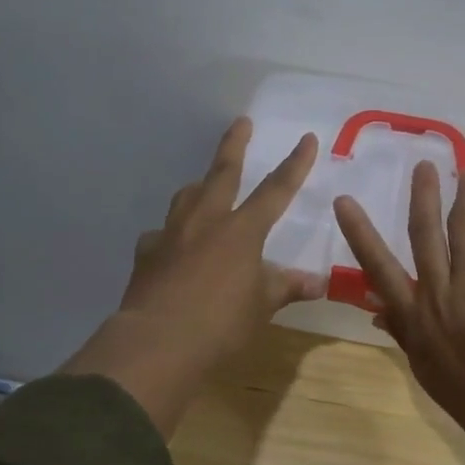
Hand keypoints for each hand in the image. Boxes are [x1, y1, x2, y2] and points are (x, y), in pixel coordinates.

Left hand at [61, 117, 322, 435]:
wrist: (157, 342)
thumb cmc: (220, 324)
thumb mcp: (261, 307)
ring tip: (205, 186)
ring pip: (187, 197)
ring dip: (200, 187)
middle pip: (222, 172)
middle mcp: (206, 221)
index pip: (276, 190)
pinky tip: (174, 246)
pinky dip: (173, 235)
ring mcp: (172, 233)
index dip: (295, 164)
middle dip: (234, 145)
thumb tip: (317, 283)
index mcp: (242, 230)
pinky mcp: (147, 252)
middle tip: (241, 122)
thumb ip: (286, 287)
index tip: (307, 138)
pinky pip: (163, 234)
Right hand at [334, 163, 464, 464]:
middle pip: (425, 234)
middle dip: (422, 196)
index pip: (377, 266)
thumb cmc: (462, 393)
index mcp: (411, 314)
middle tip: (423, 166)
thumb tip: (376, 309)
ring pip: (464, 230)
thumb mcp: (420, 365)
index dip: (360, 232)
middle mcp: (437, 291)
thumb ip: (400, 330)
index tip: (345, 202)